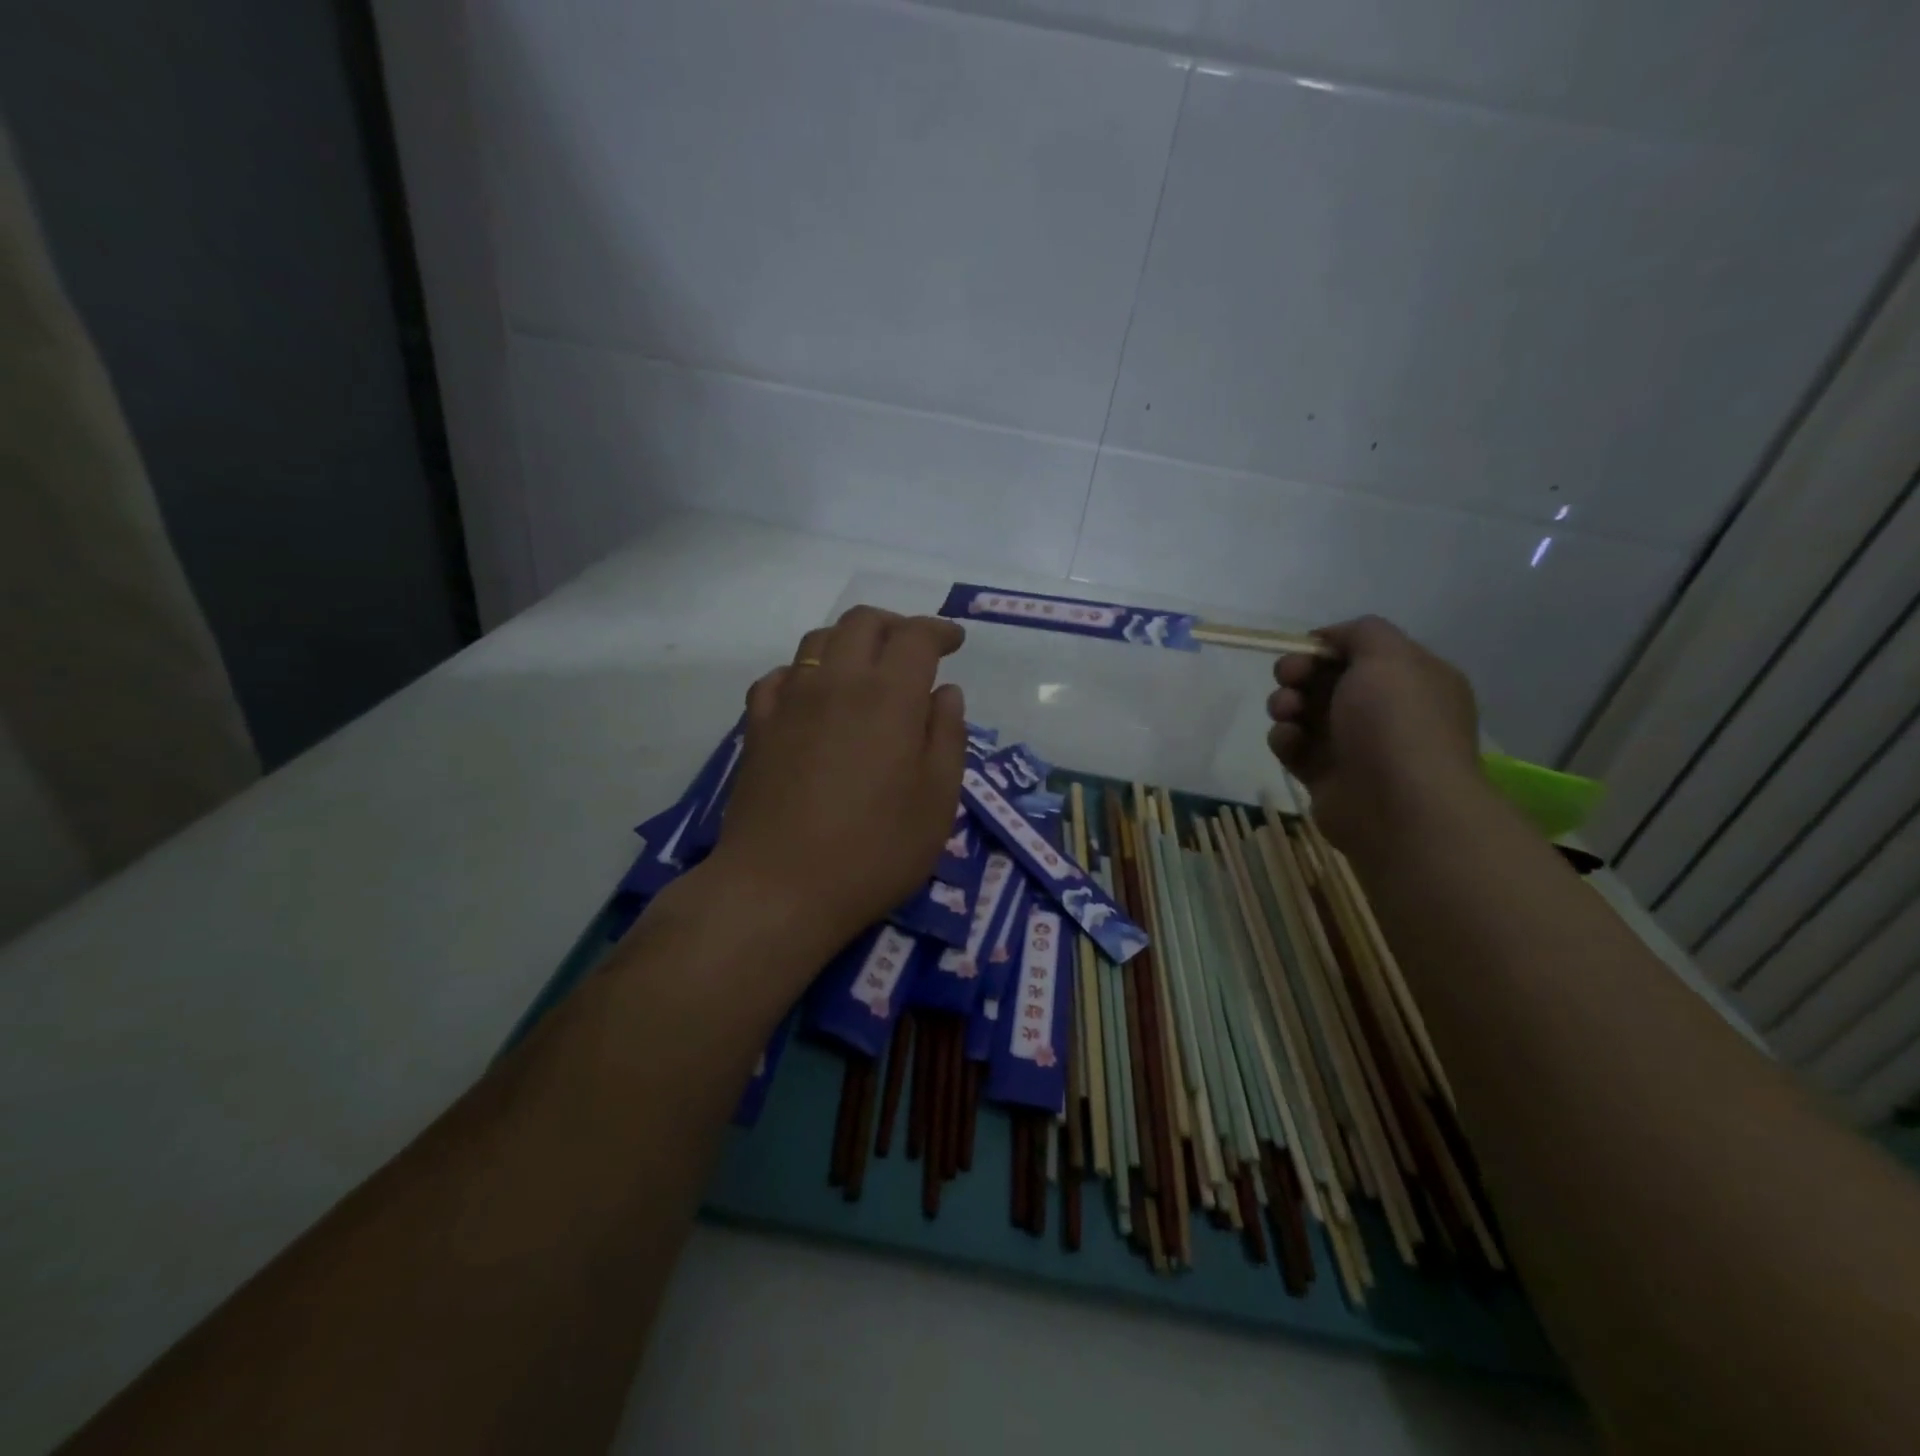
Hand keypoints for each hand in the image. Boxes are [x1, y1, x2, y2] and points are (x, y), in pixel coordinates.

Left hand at [706, 606, 967, 960]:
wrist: (779, 888)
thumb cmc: (875, 850)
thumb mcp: (937, 800)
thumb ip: (947, 736)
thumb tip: (945, 692)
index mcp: (889, 696)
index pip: (916, 635)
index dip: (939, 630)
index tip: (954, 642)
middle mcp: (837, 682)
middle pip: (863, 622)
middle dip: (895, 625)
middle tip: (914, 652)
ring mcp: (790, 700)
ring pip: (818, 641)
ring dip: (849, 642)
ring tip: (866, 670)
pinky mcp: (756, 726)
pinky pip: (779, 677)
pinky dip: (804, 673)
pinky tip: (812, 697)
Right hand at [1266, 616, 1483, 850]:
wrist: (1397, 807)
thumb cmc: (1396, 723)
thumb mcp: (1389, 657)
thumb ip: (1361, 632)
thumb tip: (1331, 638)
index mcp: (1411, 680)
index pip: (1362, 652)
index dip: (1328, 647)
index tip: (1305, 649)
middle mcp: (1385, 712)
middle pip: (1326, 680)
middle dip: (1298, 673)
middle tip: (1288, 677)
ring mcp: (1354, 746)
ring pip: (1304, 712)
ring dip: (1285, 704)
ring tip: (1286, 712)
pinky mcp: (1325, 776)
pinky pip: (1294, 748)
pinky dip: (1286, 740)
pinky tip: (1291, 743)